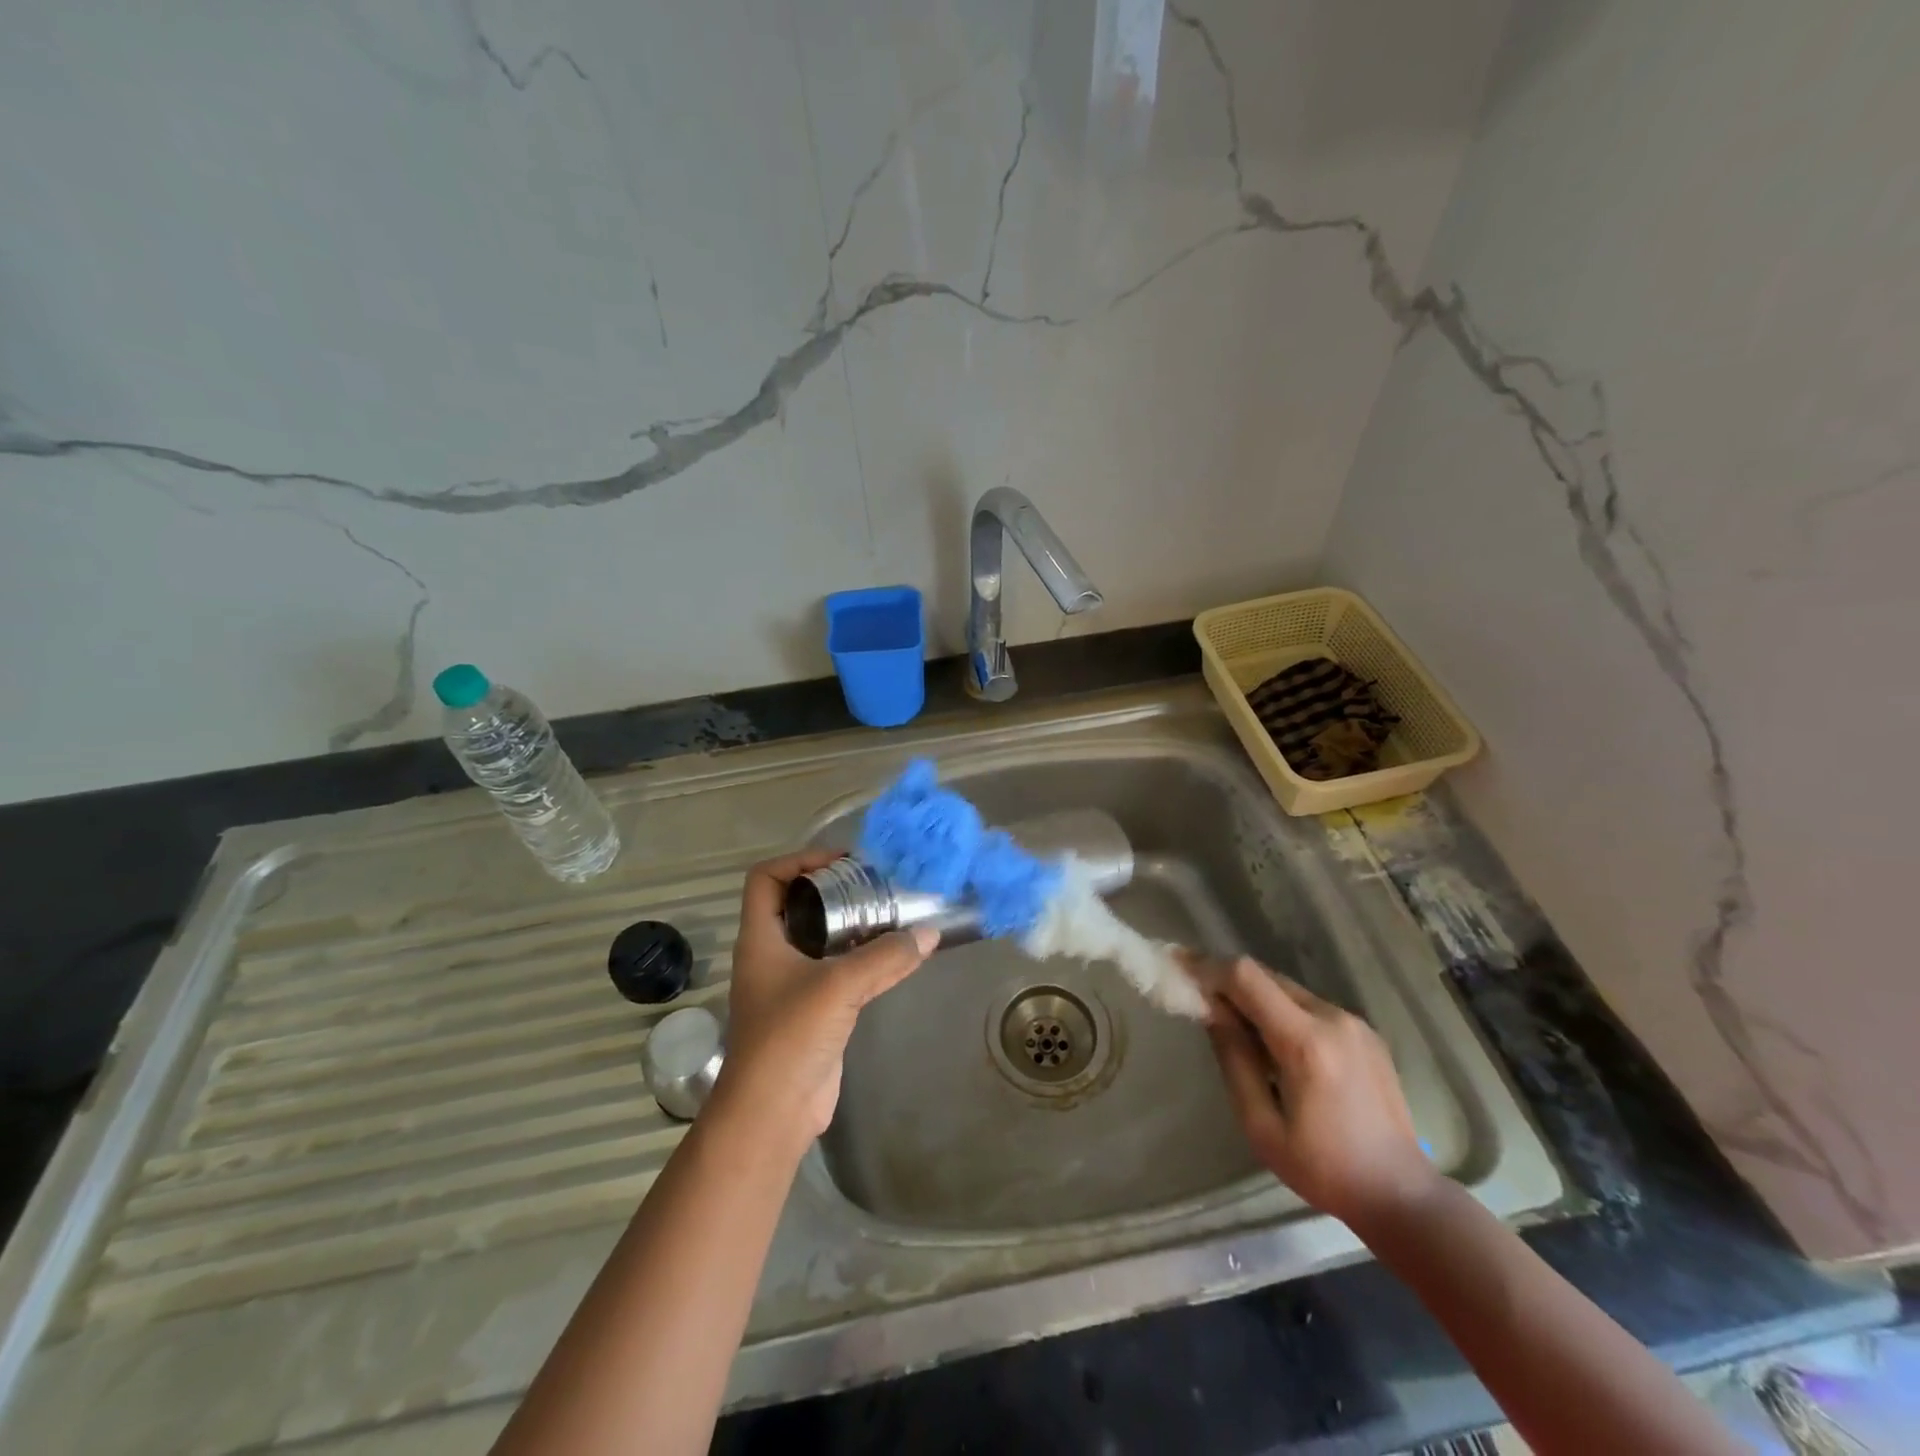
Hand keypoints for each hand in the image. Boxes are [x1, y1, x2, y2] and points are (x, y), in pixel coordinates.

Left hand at [713, 850, 935, 1144]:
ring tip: (891, 914)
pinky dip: (861, 958)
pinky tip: (893, 956)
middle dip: (834, 891)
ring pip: (820, 938)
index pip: (766, 878)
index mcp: (760, 938)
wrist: (773, 1111)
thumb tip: (929, 933)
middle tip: (875, 886)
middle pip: (797, 904)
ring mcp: (790, 984)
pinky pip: (837, 970)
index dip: (799, 861)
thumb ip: (885, 957)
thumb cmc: (790, 1036)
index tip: (841, 863)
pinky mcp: (812, 1010)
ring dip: (852, 925)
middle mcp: (771, 955)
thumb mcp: (839, 986)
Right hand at [1204, 957, 1436, 1228]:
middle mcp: (1332, 1018)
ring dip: (1254, 997)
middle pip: (1265, 976)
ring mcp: (1353, 1022)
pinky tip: (1274, 1045)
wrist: (1401, 1194)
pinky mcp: (1364, 1032)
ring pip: (1287, 989)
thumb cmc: (1322, 1168)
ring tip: (1234, 1027)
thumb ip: (1234, 1059)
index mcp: (1306, 1042)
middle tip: (1196, 996)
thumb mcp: (1261, 1124)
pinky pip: (1309, 1005)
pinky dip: (1280, 1011)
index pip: (1247, 977)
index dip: (1208, 968)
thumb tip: (1210, 1010)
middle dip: (1226, 981)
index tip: (1178, 968)